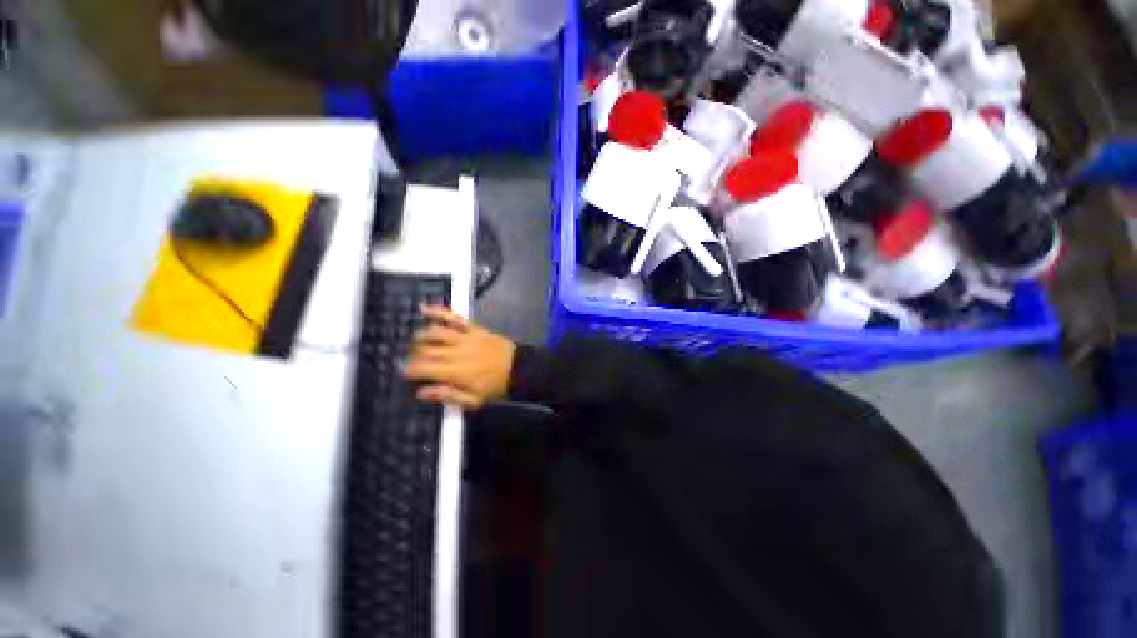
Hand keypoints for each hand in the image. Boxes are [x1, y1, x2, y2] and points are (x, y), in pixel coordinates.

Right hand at [405, 305, 516, 409]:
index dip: (409, 370)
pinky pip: (454, 318)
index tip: (405, 373)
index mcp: (455, 372)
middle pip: (425, 350)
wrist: (519, 369)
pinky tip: (424, 308)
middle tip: (414, 361)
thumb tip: (421, 392)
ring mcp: (465, 338)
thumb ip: (447, 395)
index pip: (423, 368)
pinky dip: (439, 312)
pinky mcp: (474, 328)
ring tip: (416, 341)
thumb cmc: (496, 387)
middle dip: (414, 355)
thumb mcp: (473, 400)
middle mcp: (456, 352)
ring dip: (421, 335)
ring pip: (435, 332)